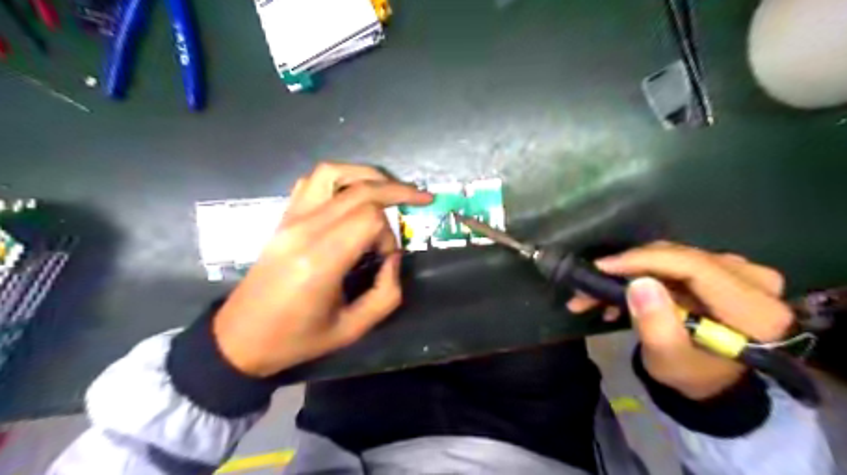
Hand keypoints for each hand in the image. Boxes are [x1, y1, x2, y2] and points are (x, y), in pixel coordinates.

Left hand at [211, 163, 435, 377]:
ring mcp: (290, 219)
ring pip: (334, 172)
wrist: (240, 337)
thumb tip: (394, 258)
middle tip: (421, 199)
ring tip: (390, 187)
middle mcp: (305, 230)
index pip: (369, 218)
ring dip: (368, 175)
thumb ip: (386, 293)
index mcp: (321, 260)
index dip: (389, 235)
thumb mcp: (353, 329)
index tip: (386, 258)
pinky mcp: (283, 217)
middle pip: (360, 190)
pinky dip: (340, 177)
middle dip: (396, 191)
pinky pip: (312, 181)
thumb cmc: (297, 339)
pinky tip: (354, 193)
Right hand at [568, 241, 795, 399]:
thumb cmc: (691, 374)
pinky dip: (644, 273)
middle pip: (679, 258)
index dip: (644, 260)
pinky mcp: (723, 269)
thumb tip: (639, 283)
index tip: (602, 267)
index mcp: (754, 310)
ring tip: (596, 294)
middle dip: (628, 269)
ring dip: (631, 272)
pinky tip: (620, 293)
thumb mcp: (669, 359)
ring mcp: (741, 271)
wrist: (712, 379)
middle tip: (589, 284)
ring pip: (671, 257)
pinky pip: (675, 261)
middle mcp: (755, 281)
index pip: (694, 267)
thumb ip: (656, 325)